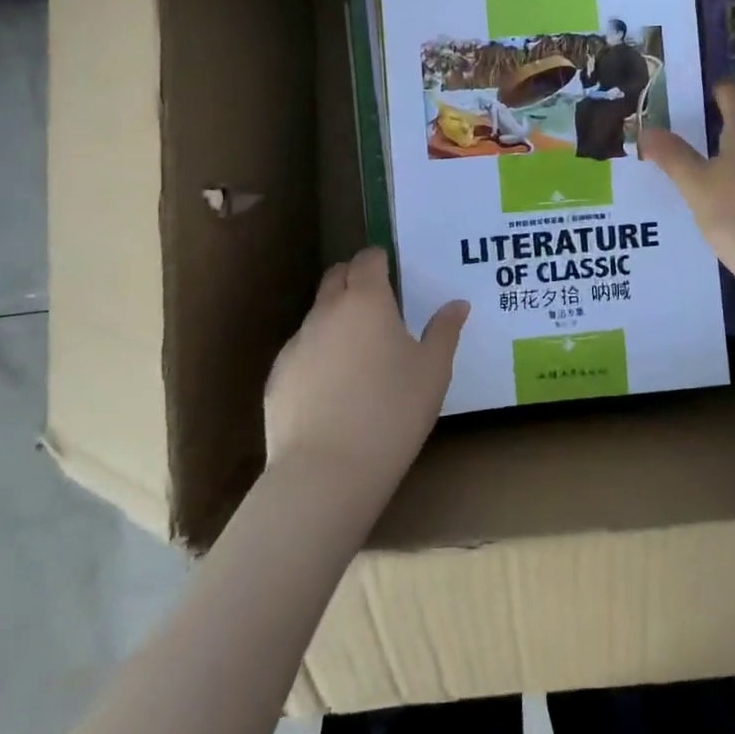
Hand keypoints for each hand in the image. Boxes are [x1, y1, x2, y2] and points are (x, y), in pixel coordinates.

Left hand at [264, 247, 467, 493]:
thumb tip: (457, 304)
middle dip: (354, 279)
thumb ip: (445, 331)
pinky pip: (301, 351)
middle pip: (335, 277)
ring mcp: (296, 344)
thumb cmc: (392, 412)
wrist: (326, 473)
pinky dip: (318, 355)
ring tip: (358, 353)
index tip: (391, 271)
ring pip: (317, 315)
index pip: (367, 260)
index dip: (379, 260)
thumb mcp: (433, 371)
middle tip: (378, 302)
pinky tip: (333, 389)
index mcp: (366, 301)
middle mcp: (326, 312)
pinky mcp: (277, 377)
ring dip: (336, 319)